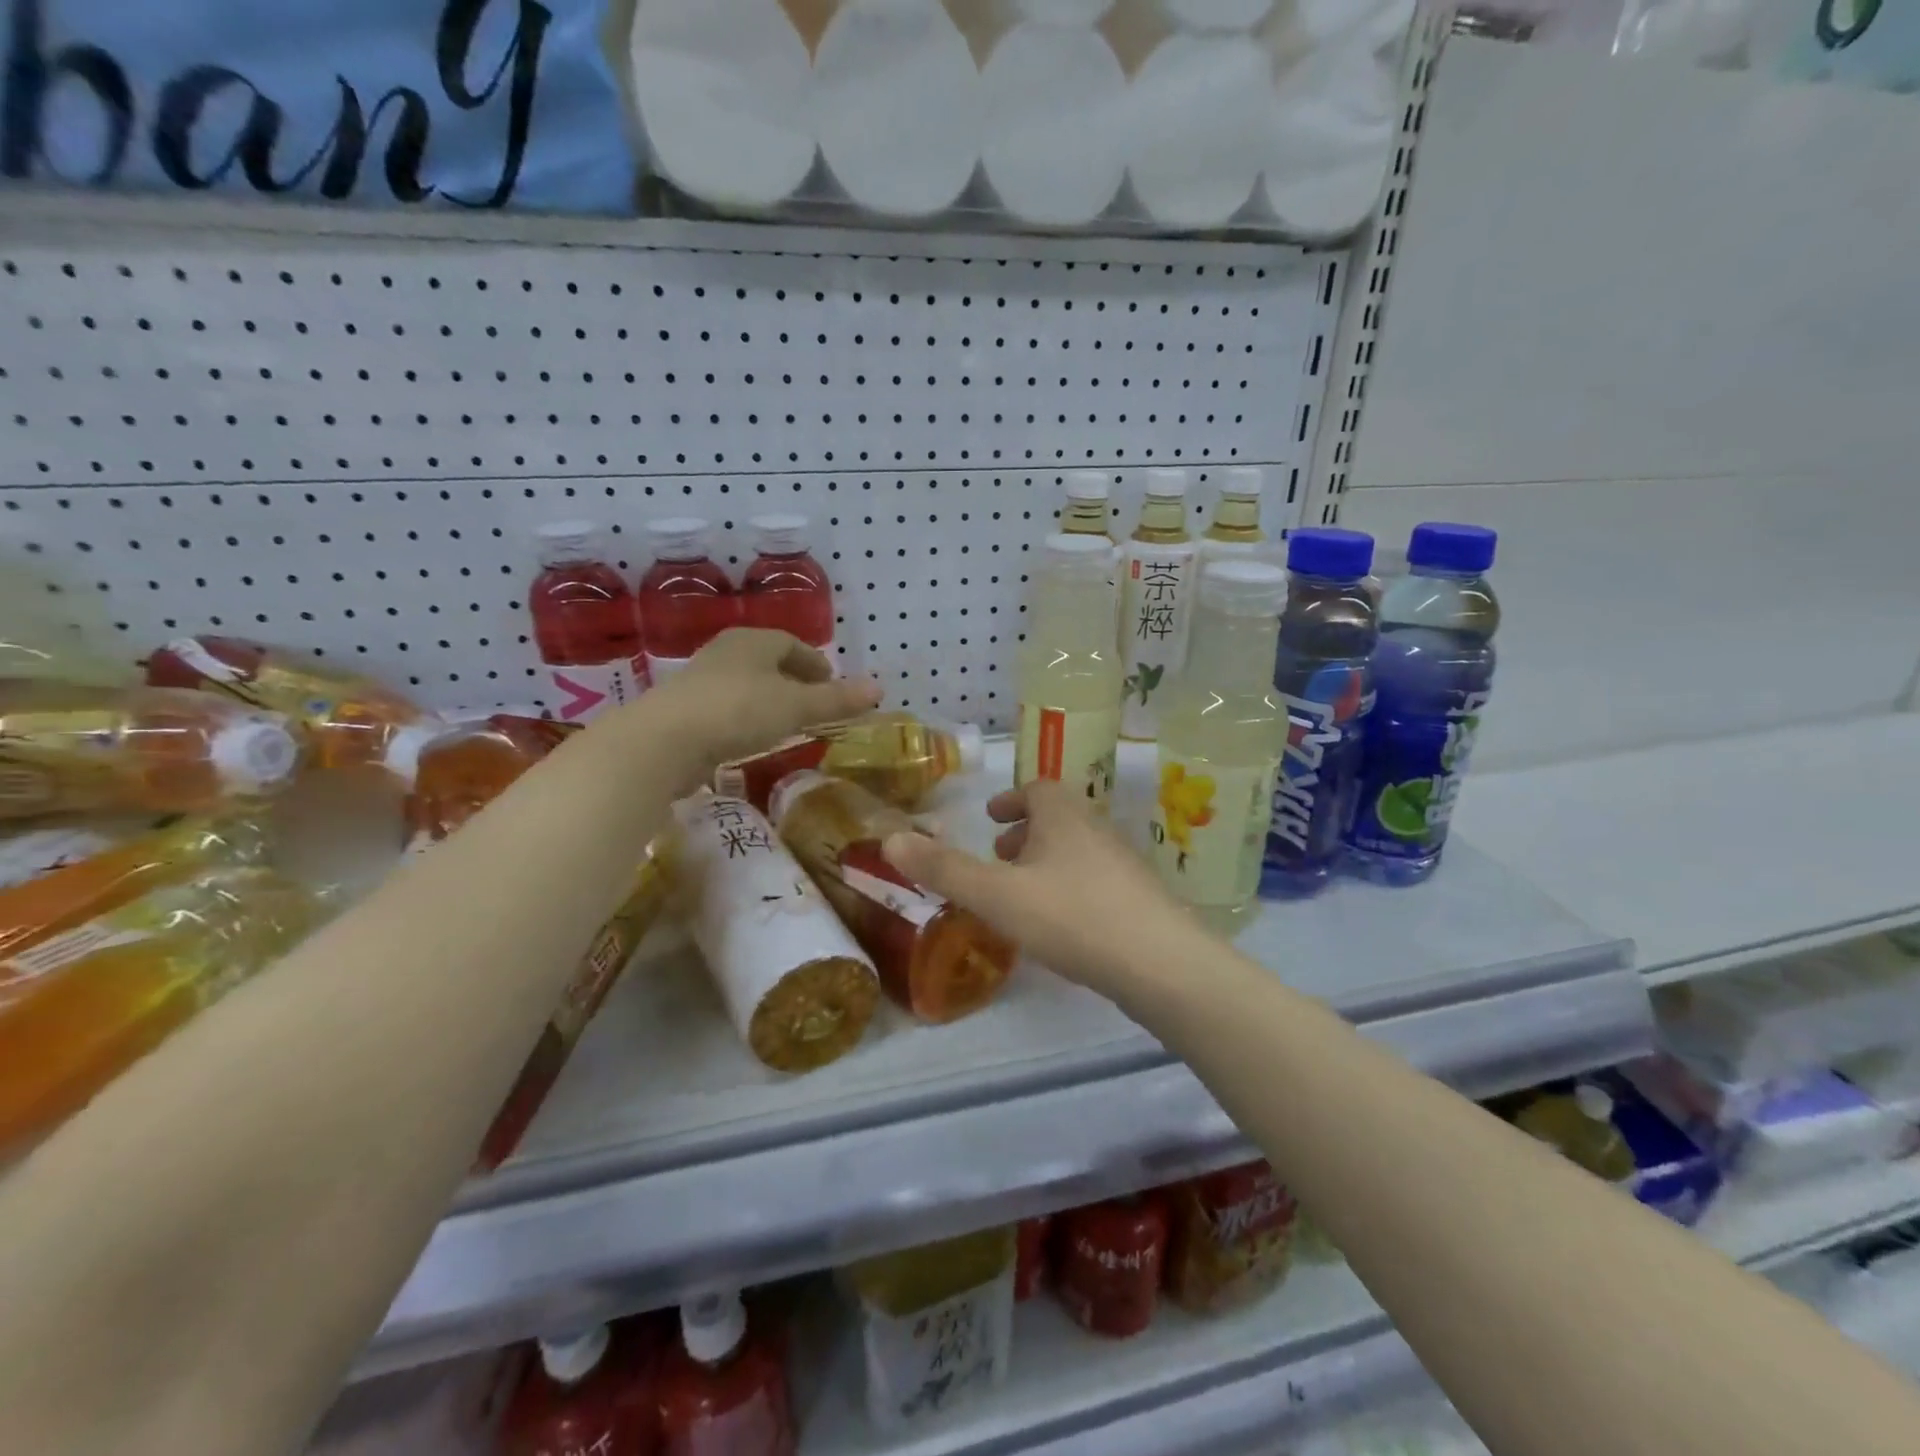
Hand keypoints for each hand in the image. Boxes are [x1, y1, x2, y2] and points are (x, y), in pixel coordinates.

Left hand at [617, 629, 880, 786]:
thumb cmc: (738, 712)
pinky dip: (747, 719)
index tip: (832, 683)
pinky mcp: (684, 711)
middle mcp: (726, 653)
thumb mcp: (796, 707)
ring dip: (769, 701)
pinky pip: (727, 709)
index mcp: (753, 641)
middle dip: (793, 681)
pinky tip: (752, 740)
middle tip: (815, 703)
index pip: (792, 644)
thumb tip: (879, 688)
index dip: (815, 662)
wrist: (664, 741)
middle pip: (768, 662)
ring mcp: (700, 681)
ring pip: (746, 685)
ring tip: (787, 723)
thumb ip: (836, 700)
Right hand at [883, 778, 1205, 997]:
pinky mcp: (1141, 899)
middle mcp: (1097, 829)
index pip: (1038, 789)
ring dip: (1048, 862)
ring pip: (1078, 850)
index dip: (1011, 801)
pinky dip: (1071, 888)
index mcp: (1063, 816)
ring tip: (1024, 895)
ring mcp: (1124, 865)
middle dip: (1026, 833)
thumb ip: (944, 869)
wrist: (1161, 964)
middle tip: (1000, 857)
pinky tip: (1063, 926)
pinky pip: (1096, 880)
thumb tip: (888, 838)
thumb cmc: (1071, 916)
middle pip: (1059, 819)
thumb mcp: (996, 894)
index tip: (991, 820)